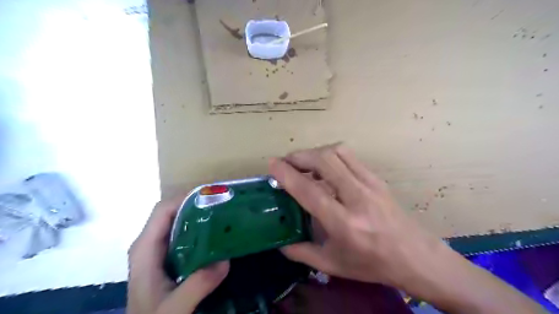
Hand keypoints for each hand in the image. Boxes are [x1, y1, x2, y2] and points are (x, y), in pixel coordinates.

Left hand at [128, 195, 228, 311]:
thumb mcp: (173, 308)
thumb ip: (197, 285)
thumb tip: (226, 260)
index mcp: (145, 248)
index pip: (163, 211)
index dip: (185, 198)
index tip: (211, 197)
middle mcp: (149, 243)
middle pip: (172, 212)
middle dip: (196, 204)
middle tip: (222, 204)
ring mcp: (157, 249)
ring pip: (178, 222)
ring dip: (198, 215)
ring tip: (222, 214)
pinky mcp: (166, 256)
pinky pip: (183, 234)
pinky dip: (198, 229)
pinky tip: (215, 235)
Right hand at [268, 142, 443, 288]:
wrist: (415, 256)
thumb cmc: (372, 264)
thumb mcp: (332, 265)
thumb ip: (301, 252)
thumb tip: (278, 243)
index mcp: (344, 223)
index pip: (310, 191)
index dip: (287, 174)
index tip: (272, 164)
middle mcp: (357, 198)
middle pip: (324, 161)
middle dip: (299, 156)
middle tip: (286, 162)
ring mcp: (370, 184)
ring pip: (337, 152)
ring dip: (315, 152)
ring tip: (303, 163)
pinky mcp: (376, 178)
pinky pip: (349, 156)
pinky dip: (330, 155)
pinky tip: (324, 166)